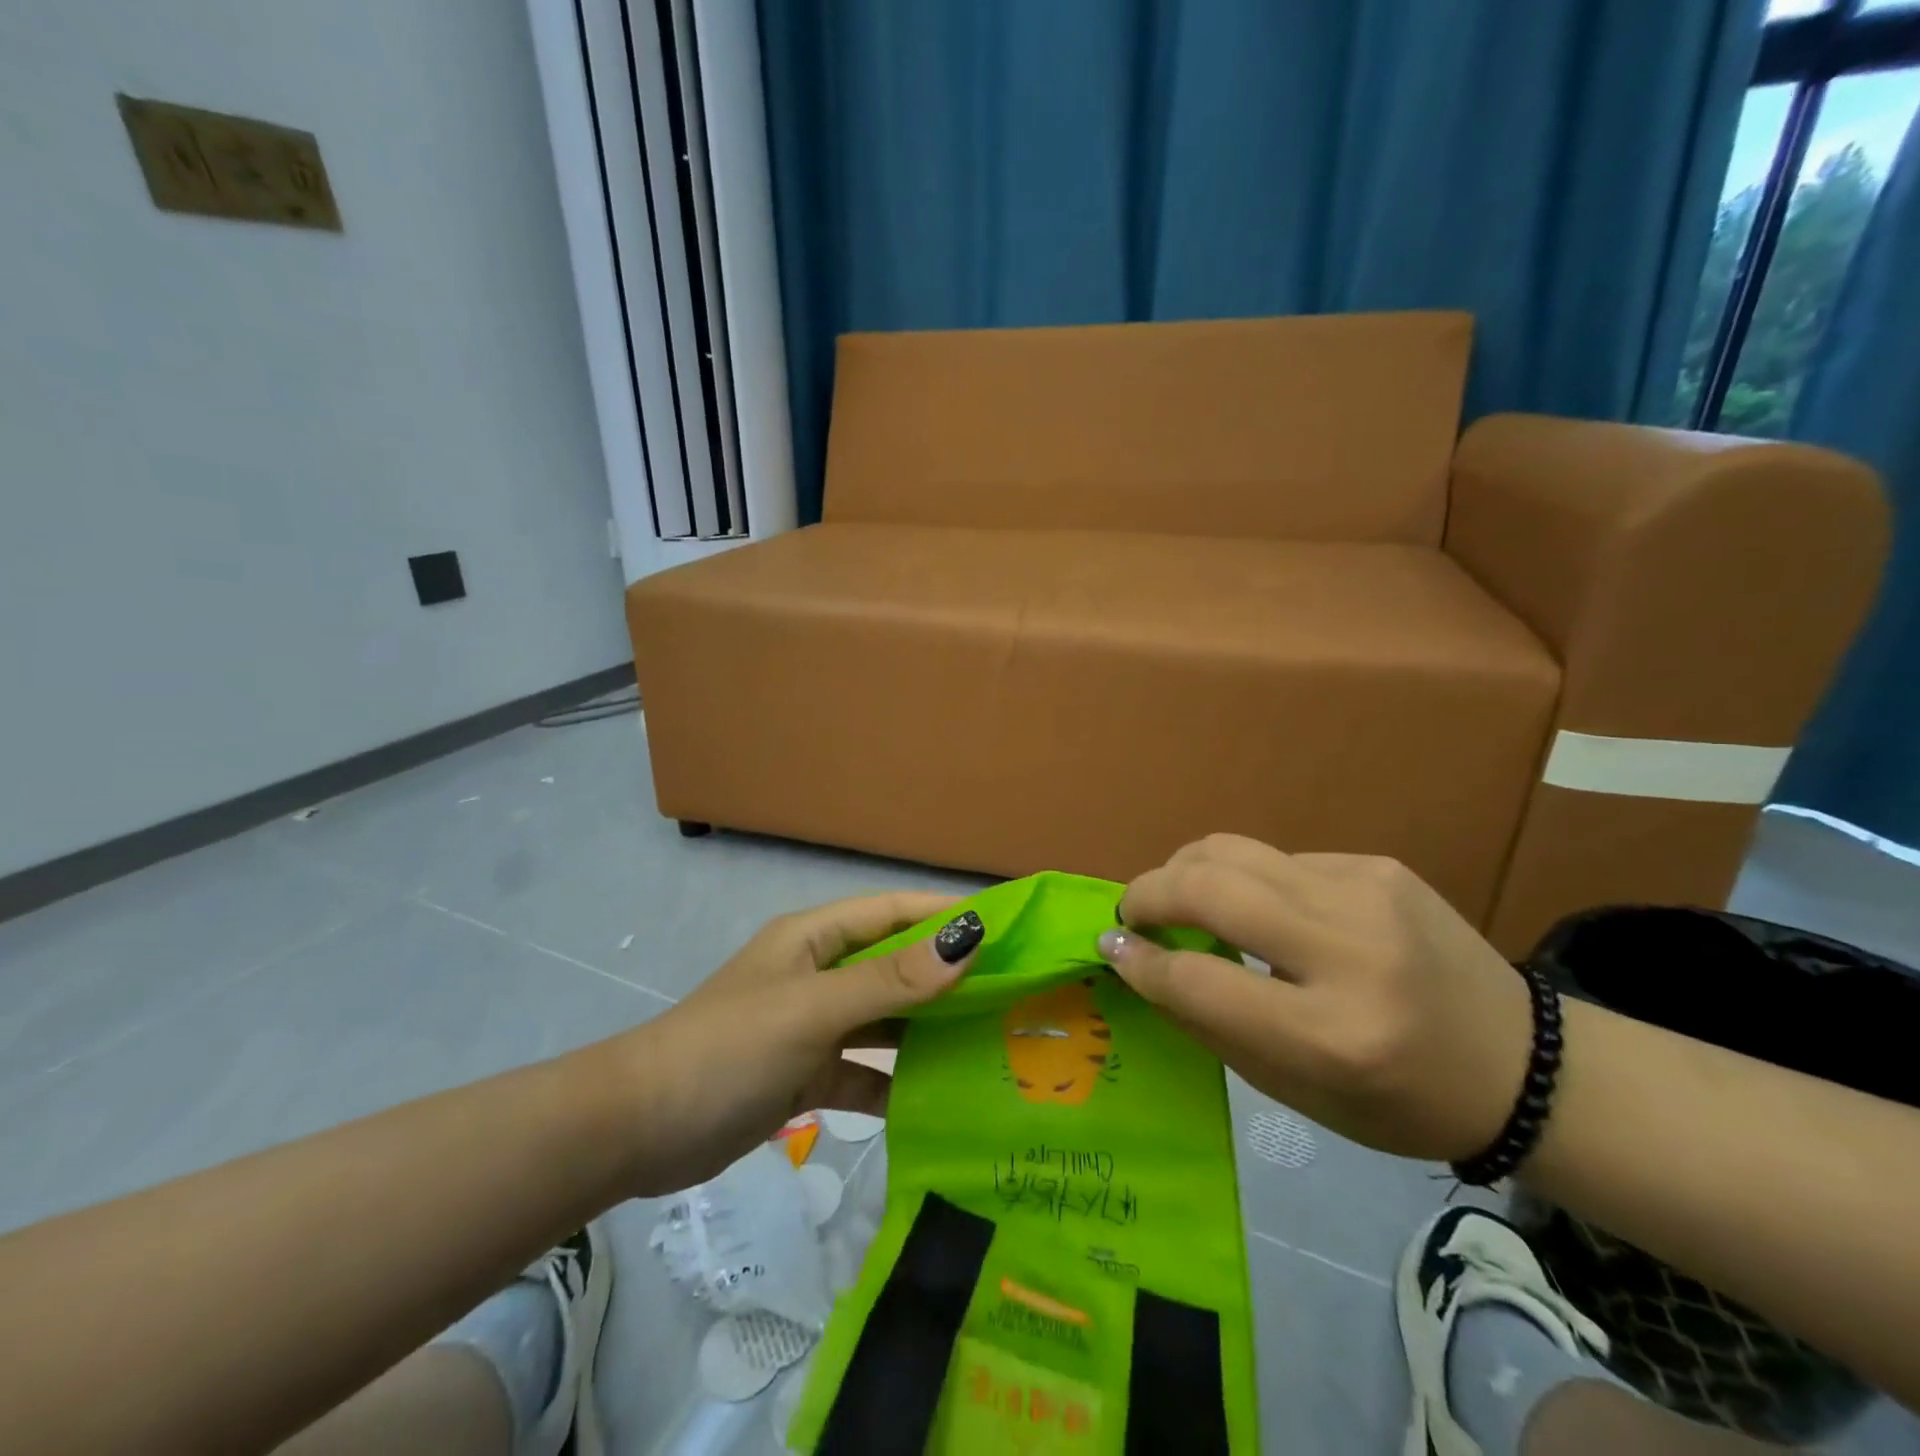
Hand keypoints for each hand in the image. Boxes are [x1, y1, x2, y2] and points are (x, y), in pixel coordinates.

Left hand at [618, 892, 982, 1193]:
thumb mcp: (813, 1009)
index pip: (892, 912)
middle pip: (894, 966)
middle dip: (946, 976)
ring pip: (884, 1020)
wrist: (638, 1132)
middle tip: (1011, 991)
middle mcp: (818, 974)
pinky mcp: (807, 1075)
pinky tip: (939, 1100)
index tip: (1005, 925)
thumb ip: (890, 980)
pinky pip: (864, 1071)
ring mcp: (813, 1026)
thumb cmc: (728, 1049)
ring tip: (990, 1044)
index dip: (943, 913)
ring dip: (927, 1030)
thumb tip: (967, 940)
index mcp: (815, 939)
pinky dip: (896, 1082)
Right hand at [1097, 835, 1531, 1161]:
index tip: (1110, 947)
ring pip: (1234, 850)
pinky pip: (1277, 858)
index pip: (1201, 980)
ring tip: (1176, 895)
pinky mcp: (1377, 865)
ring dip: (1185, 869)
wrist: (1522, 1064)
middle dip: (1148, 892)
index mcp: (1332, 1038)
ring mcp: (1367, 894)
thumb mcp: (1295, 1091)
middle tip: (1131, 912)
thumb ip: (1210, 1021)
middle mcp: (1349, 953)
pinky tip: (1258, 906)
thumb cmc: (1397, 1101)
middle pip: (1210, 889)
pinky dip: (1245, 878)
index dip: (1140, 961)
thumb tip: (1138, 959)